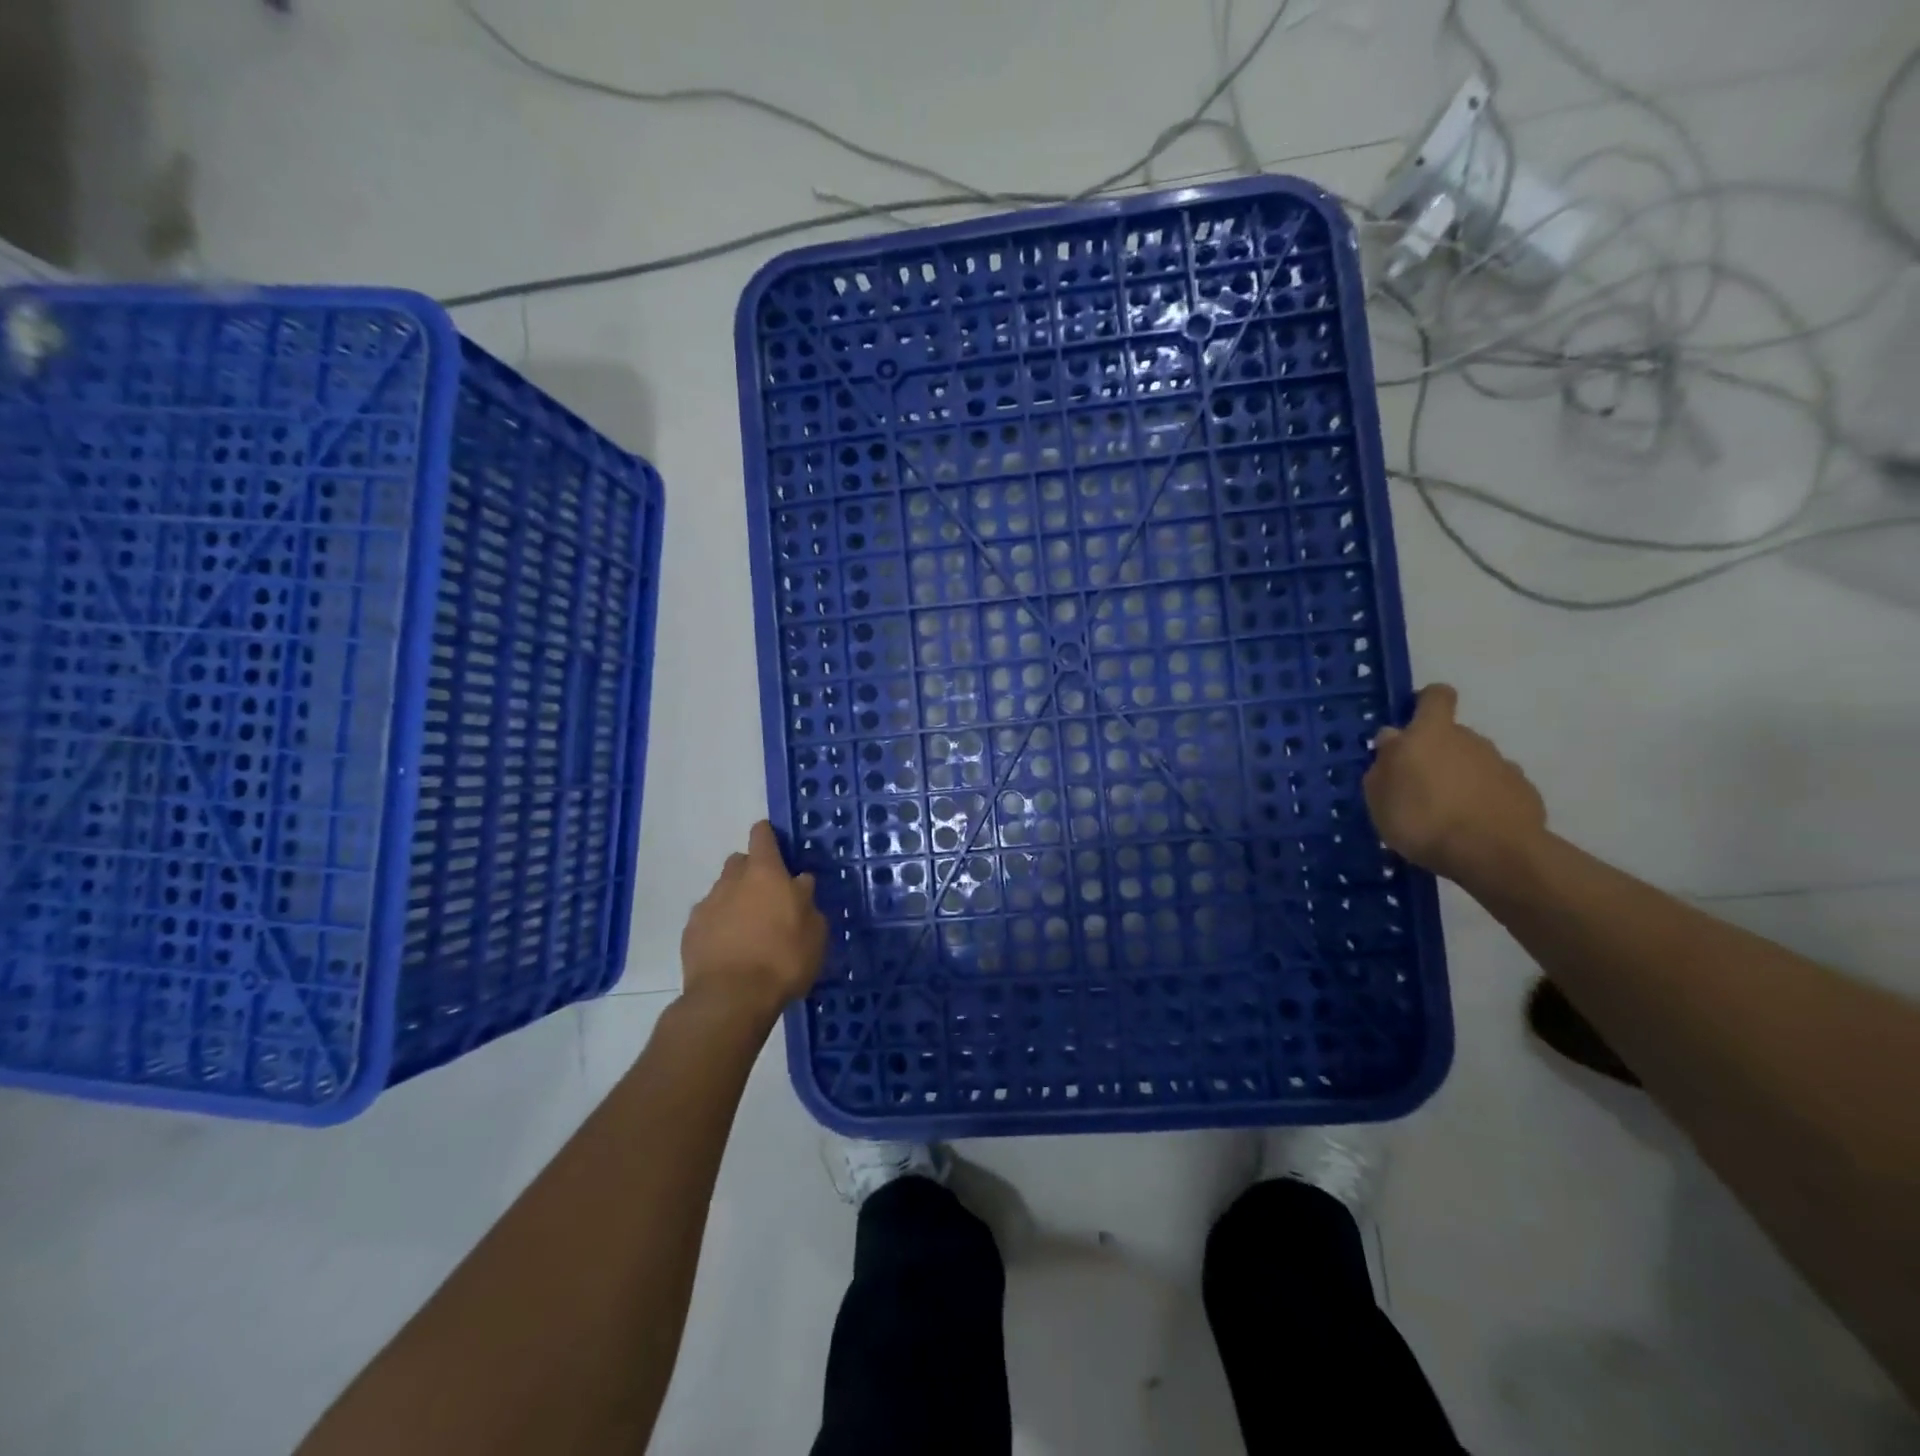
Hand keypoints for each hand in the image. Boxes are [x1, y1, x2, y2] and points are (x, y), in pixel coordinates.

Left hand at [679, 821, 827, 1023]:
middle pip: (739, 862)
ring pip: (722, 891)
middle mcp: (732, 881)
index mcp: (765, 873)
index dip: (768, 835)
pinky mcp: (690, 933)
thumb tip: (799, 882)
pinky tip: (730, 948)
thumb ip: (806, 900)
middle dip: (751, 871)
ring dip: (735, 900)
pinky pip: (707, 918)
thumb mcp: (814, 931)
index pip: (762, 836)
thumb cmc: (783, 959)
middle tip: (768, 896)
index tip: (774, 841)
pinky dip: (718, 926)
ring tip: (749, 928)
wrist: (731, 998)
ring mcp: (707, 906)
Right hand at [1362, 684, 1547, 883]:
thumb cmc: (1422, 818)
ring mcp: (1502, 765)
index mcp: (1431, 733)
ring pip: (1473, 763)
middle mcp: (1470, 739)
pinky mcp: (1524, 792)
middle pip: (1452, 735)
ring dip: (1459, 779)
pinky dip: (1483, 800)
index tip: (1412, 722)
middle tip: (1417, 786)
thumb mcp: (1379, 795)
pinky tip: (1471, 827)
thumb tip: (1393, 739)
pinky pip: (1495, 788)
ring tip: (1444, 814)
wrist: (1495, 855)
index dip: (1424, 703)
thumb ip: (1384, 762)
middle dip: (1436, 753)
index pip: (1436, 696)